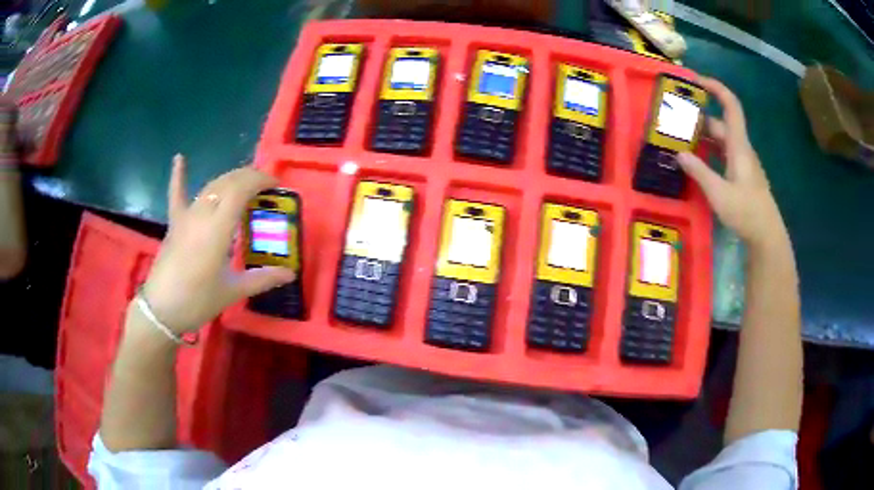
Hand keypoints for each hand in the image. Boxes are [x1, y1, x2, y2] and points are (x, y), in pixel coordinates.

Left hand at [140, 155, 295, 333]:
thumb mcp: (233, 291)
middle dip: (249, 177)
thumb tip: (290, 273)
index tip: (276, 186)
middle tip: (266, 186)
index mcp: (218, 228)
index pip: (241, 189)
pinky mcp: (174, 223)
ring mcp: (186, 216)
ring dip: (230, 179)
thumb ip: (262, 278)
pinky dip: (179, 176)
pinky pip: (177, 194)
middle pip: (227, 182)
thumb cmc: (198, 301)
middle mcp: (202, 214)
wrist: (162, 310)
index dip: (260, 181)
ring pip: (210, 186)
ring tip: (245, 183)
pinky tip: (179, 158)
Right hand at [677, 77, 786, 247]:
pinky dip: (708, 151)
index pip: (730, 106)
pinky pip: (722, 154)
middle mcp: (741, 149)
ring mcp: (742, 163)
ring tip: (680, 138)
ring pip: (721, 140)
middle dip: (699, 117)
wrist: (767, 236)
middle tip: (676, 119)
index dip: (715, 88)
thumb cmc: (746, 212)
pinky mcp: (741, 175)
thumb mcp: (719, 194)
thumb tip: (678, 153)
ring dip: (702, 136)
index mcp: (739, 146)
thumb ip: (699, 172)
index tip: (695, 80)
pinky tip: (696, 160)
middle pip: (720, 123)